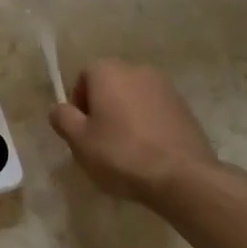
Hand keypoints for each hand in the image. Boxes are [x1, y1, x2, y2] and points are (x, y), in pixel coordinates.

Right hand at [49, 59, 221, 206]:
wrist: (183, 177)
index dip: (78, 105)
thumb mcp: (79, 140)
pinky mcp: (185, 108)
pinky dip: (147, 126)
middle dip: (102, 109)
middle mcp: (137, 70)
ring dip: (125, 117)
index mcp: (108, 71)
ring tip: (126, 150)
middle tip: (99, 142)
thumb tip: (60, 109)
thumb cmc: (122, 154)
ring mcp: (166, 88)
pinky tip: (148, 153)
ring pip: (133, 99)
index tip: (81, 132)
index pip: (83, 79)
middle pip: (109, 86)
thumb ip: (62, 118)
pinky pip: (155, 112)